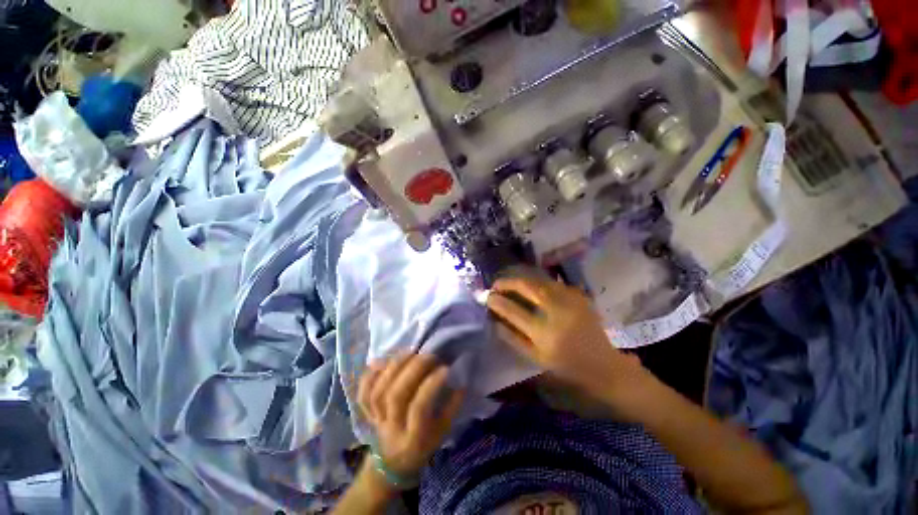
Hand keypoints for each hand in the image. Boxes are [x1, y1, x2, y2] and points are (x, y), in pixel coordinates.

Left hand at [358, 354, 463, 479]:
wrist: (392, 463)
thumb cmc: (423, 445)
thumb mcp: (442, 433)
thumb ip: (451, 408)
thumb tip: (461, 381)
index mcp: (414, 438)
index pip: (419, 408)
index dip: (431, 385)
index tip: (444, 368)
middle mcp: (392, 428)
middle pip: (395, 396)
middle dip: (412, 370)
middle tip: (428, 355)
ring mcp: (375, 420)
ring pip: (378, 392)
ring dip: (394, 367)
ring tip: (410, 352)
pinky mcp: (366, 413)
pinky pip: (363, 393)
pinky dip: (370, 375)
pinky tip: (381, 361)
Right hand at [487, 276, 647, 400]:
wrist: (606, 369)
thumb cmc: (567, 370)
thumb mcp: (536, 360)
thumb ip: (514, 339)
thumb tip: (495, 321)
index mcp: (544, 334)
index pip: (514, 311)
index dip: (498, 302)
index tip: (488, 297)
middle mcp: (557, 313)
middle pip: (528, 288)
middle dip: (508, 282)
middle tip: (496, 284)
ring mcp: (570, 302)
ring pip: (541, 281)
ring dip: (522, 279)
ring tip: (510, 282)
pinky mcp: (580, 298)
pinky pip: (554, 284)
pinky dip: (538, 282)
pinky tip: (532, 286)